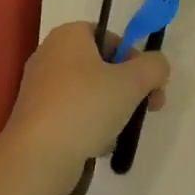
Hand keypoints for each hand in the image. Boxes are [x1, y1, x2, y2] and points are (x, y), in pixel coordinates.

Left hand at [5, 22, 170, 194]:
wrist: (37, 158)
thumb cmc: (85, 107)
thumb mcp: (132, 82)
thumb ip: (154, 67)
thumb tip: (158, 66)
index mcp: (69, 35)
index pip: (110, 37)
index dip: (134, 57)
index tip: (148, 82)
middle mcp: (50, 55)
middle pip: (102, 66)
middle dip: (129, 87)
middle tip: (150, 107)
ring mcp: (39, 88)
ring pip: (89, 92)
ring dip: (112, 109)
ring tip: (122, 131)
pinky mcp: (36, 118)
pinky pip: (72, 114)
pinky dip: (89, 126)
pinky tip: (99, 145)